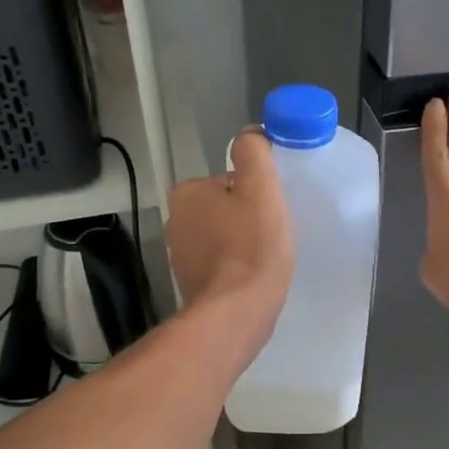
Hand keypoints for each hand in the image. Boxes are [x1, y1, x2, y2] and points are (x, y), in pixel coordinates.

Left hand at [166, 128, 294, 338]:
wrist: (237, 313)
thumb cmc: (252, 247)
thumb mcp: (260, 187)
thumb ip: (254, 153)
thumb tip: (250, 135)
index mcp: (187, 193)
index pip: (229, 181)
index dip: (256, 194)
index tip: (271, 212)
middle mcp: (176, 221)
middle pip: (224, 209)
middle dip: (247, 219)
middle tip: (272, 236)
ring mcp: (181, 256)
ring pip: (223, 238)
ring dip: (243, 244)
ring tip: (265, 260)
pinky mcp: (192, 285)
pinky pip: (221, 265)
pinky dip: (237, 268)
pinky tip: (253, 279)